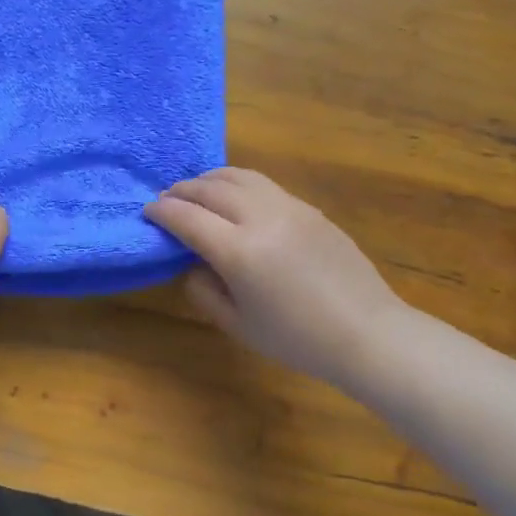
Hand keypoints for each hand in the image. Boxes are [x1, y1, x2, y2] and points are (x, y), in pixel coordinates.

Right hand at [144, 167, 405, 387]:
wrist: (368, 333)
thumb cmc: (296, 339)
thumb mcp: (236, 324)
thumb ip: (204, 289)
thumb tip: (194, 263)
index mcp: (239, 251)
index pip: (187, 217)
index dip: (161, 211)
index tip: (147, 211)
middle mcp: (262, 218)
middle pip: (210, 188)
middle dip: (181, 190)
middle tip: (166, 200)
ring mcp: (290, 208)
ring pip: (238, 176)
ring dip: (209, 180)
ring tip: (197, 192)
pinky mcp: (309, 209)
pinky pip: (263, 184)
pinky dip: (237, 184)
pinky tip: (234, 200)